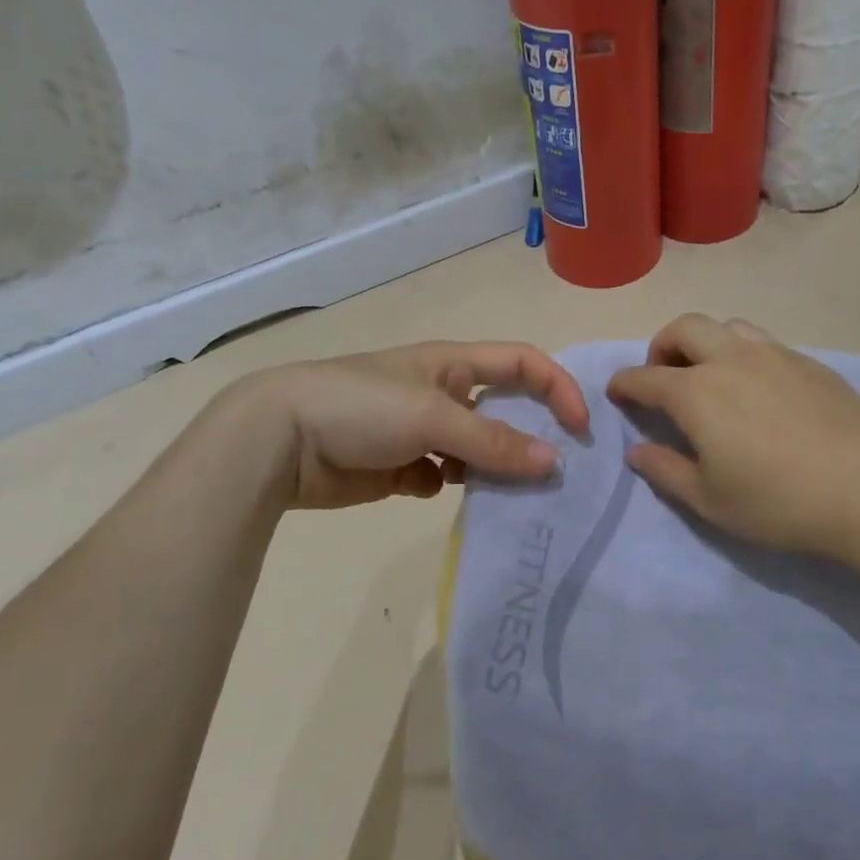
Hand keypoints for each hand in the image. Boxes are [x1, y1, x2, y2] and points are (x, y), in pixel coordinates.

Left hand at [236, 341, 589, 509]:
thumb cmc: (361, 407)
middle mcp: (442, 393)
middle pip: (503, 410)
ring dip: (492, 469)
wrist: (279, 440)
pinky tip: (439, 494)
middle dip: (530, 435)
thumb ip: (493, 441)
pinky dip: (450, 486)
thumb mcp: (432, 416)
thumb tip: (554, 463)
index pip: (522, 363)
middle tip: (555, 473)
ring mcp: (419, 431)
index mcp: (452, 364)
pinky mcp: (398, 467)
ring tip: (509, 496)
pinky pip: (442, 477)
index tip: (580, 428)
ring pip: (475, 450)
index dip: (557, 387)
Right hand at [607, 314, 859, 558]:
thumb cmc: (779, 501)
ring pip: (727, 325)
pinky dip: (743, 353)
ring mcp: (774, 355)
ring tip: (710, 374)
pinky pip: (763, 342)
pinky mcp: (810, 363)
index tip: (616, 392)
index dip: (623, 384)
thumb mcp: (710, 499)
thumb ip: (665, 470)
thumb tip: (637, 451)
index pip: (645, 377)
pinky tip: (758, 387)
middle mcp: (730, 360)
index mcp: (696, 393)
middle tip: (663, 375)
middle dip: (662, 345)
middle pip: (684, 328)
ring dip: (705, 341)